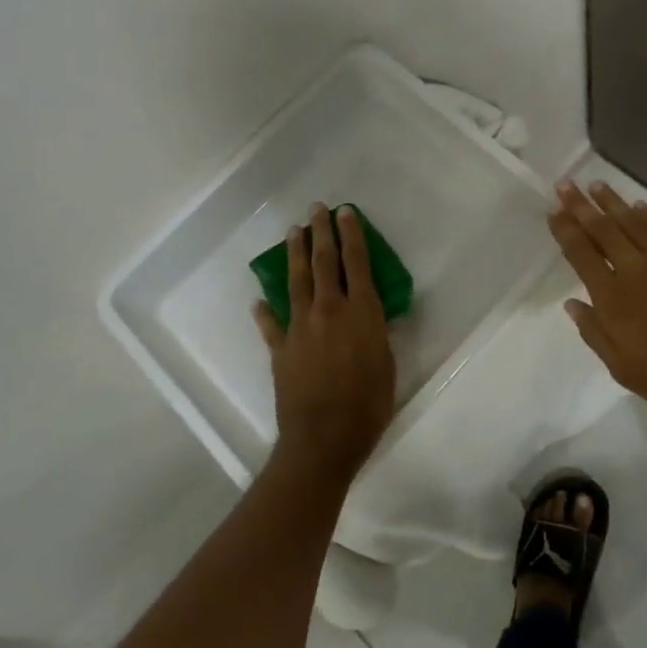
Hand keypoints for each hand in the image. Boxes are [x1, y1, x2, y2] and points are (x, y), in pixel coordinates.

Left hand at [255, 203, 397, 481]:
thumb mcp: (387, 364)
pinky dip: (265, 312)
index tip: (345, 212)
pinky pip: (271, 324)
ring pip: (296, 281)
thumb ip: (377, 333)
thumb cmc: (368, 404)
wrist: (324, 438)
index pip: (356, 263)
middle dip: (321, 233)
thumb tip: (371, 315)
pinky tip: (259, 300)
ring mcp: (300, 327)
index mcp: (361, 312)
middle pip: (323, 262)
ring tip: (293, 232)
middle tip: (317, 209)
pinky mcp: (280, 348)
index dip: (351, 235)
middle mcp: (329, 310)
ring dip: (295, 254)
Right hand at [547, 181, 646, 431]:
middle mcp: (637, 269)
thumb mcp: (623, 370)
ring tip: (595, 185)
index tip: (553, 210)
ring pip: (634, 221)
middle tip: (565, 185)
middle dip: (581, 205)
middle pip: (602, 229)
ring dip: (613, 202)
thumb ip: (595, 332)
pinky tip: (639, 205)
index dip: (564, 229)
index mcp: (613, 298)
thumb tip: (573, 303)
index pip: (581, 253)